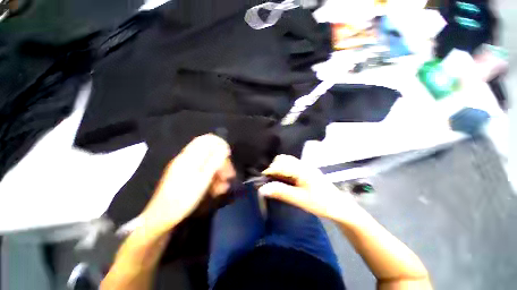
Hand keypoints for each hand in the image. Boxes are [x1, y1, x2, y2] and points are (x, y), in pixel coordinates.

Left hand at [140, 134, 234, 234]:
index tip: (229, 156)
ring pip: (208, 164)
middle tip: (229, 176)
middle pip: (209, 153)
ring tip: (223, 188)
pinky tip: (216, 190)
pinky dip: (211, 179)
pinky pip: (203, 173)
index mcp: (189, 156)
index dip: (220, 144)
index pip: (207, 140)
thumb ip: (214, 162)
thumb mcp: (202, 180)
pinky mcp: (187, 177)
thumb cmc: (183, 198)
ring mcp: (186, 168)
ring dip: (218, 173)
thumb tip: (224, 148)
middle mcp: (188, 159)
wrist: (162, 218)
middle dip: (222, 163)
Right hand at [258, 155, 356, 221]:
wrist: (339, 206)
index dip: (268, 172)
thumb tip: (262, 189)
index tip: (260, 181)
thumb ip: (281, 192)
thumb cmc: (321, 203)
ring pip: (286, 162)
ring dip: (278, 169)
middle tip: (269, 182)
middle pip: (282, 159)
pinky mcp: (306, 171)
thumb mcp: (299, 199)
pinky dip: (284, 171)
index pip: (279, 165)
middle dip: (272, 168)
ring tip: (275, 182)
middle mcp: (302, 164)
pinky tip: (284, 181)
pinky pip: (291, 166)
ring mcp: (305, 167)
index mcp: (301, 169)